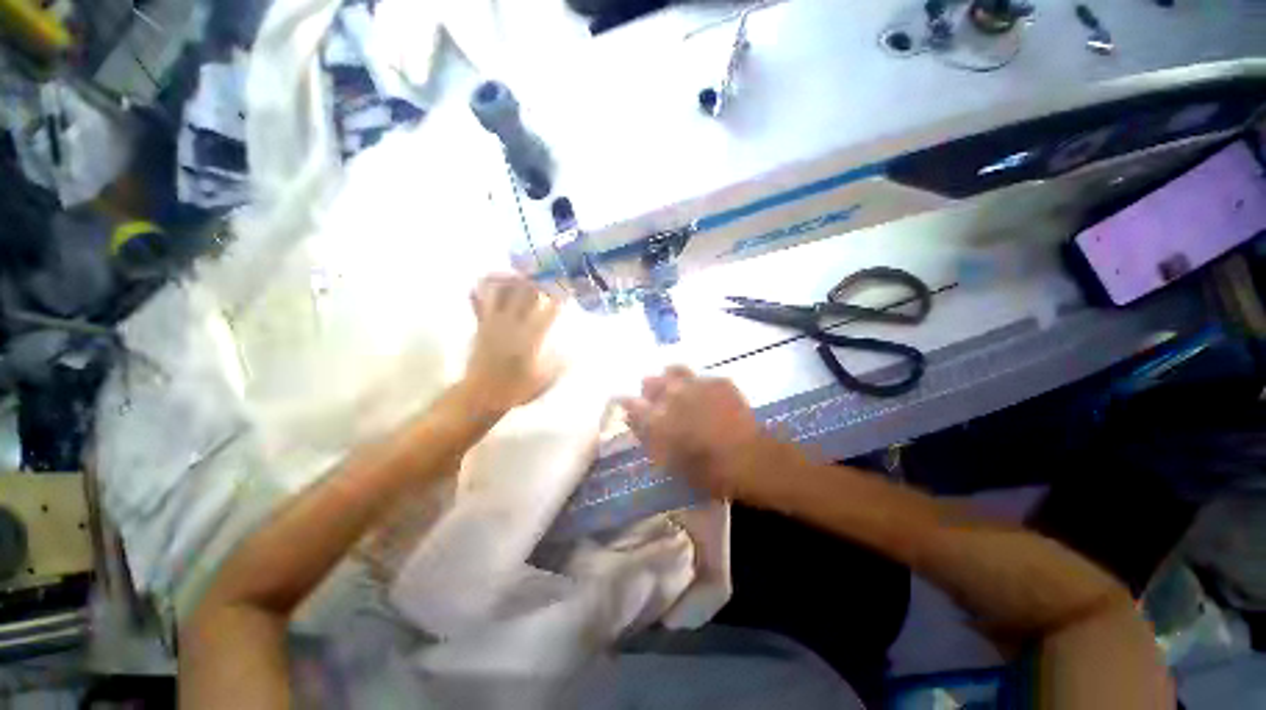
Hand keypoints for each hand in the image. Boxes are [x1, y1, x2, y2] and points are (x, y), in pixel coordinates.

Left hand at [462, 275, 563, 413]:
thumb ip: (559, 363)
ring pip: (500, 289)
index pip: (548, 310)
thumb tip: (573, 351)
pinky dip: (484, 287)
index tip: (567, 290)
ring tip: (522, 276)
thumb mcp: (544, 380)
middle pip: (524, 292)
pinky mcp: (480, 324)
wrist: (481, 395)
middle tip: (546, 277)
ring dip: (512, 279)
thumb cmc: (515, 389)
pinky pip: (479, 299)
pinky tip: (493, 282)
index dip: (560, 297)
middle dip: (538, 281)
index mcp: (530, 338)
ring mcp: (493, 322)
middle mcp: (512, 324)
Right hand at [619, 367, 771, 499]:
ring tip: (678, 389)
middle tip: (656, 399)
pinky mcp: (718, 382)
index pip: (629, 403)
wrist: (748, 458)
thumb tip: (632, 418)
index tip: (627, 405)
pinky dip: (698, 384)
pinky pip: (701, 377)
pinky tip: (705, 396)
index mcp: (656, 417)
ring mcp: (696, 384)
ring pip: (674, 370)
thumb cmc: (704, 469)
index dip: (627, 403)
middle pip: (650, 381)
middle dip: (649, 389)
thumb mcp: (668, 460)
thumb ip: (647, 436)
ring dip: (671, 378)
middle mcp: (671, 394)